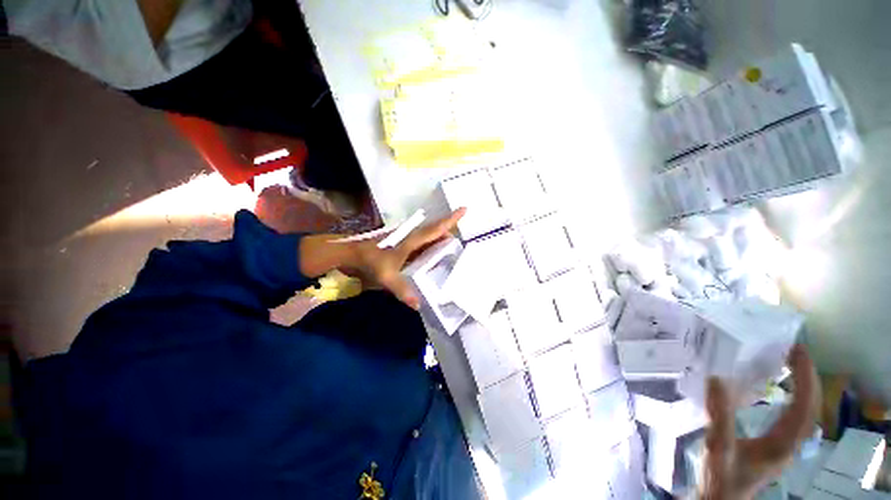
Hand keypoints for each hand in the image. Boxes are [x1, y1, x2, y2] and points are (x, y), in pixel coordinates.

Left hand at [347, 209, 465, 308]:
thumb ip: (402, 290)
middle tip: (463, 242)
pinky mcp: (403, 246)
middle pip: (435, 230)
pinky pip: (423, 244)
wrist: (351, 254)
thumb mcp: (386, 276)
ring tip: (453, 249)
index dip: (450, 220)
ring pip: (429, 236)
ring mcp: (407, 241)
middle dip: (450, 231)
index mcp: (411, 240)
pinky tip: (435, 255)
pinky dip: (432, 246)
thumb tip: (418, 305)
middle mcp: (412, 237)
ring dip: (441, 238)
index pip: (435, 229)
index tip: (464, 209)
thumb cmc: (369, 261)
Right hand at [701, 344, 820, 499]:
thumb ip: (719, 416)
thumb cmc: (720, 476)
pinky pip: (793, 417)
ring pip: (805, 413)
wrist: (720, 499)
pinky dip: (794, 399)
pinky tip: (780, 392)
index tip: (797, 351)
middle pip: (811, 408)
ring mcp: (785, 446)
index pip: (804, 407)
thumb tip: (716, 379)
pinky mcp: (775, 446)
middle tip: (794, 352)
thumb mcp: (717, 447)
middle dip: (807, 378)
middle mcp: (790, 444)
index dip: (804, 378)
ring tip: (790, 365)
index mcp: (782, 444)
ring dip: (803, 388)